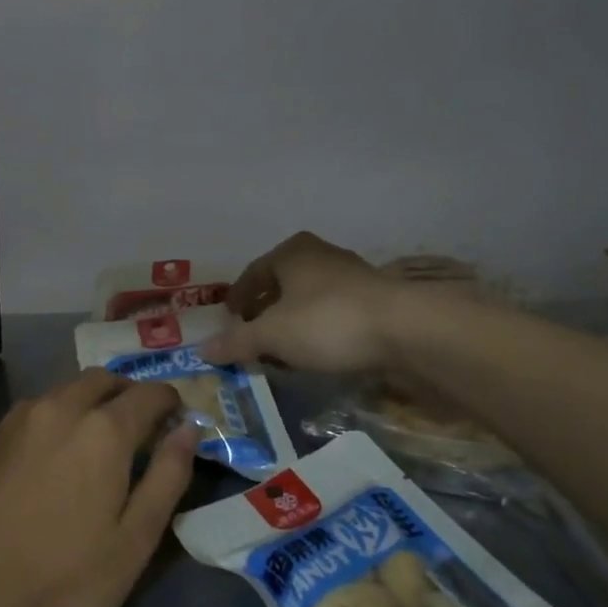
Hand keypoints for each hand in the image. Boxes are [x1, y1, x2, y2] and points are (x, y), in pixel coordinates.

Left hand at [0, 372, 197, 606]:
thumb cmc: (66, 579)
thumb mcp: (135, 540)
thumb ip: (167, 476)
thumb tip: (189, 429)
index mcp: (104, 430)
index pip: (149, 394)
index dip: (170, 402)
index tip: (177, 418)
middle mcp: (62, 407)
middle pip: (105, 380)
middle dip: (129, 394)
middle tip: (140, 426)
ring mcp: (22, 418)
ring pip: (68, 389)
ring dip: (92, 400)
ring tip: (98, 438)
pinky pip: (38, 407)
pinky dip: (59, 414)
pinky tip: (56, 451)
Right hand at [201, 232, 397, 374]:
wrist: (405, 329)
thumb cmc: (327, 321)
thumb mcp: (273, 335)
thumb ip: (237, 341)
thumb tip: (202, 350)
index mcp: (292, 253)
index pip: (254, 272)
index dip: (238, 296)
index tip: (228, 317)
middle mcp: (321, 256)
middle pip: (282, 284)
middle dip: (265, 311)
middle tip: (252, 336)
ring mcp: (352, 276)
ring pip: (309, 299)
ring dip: (293, 322)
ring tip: (282, 350)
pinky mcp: (376, 301)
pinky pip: (334, 314)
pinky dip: (319, 331)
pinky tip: (317, 354)